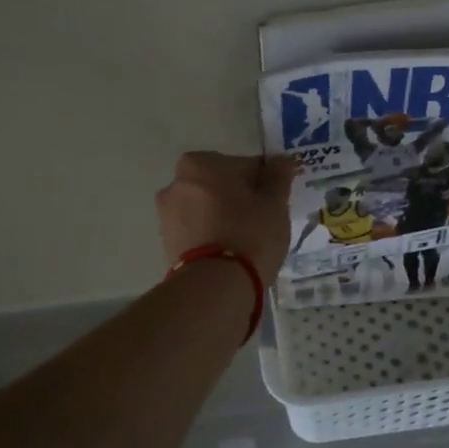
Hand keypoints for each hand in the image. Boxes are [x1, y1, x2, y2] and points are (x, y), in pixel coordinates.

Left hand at [156, 152, 296, 283]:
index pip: (244, 165)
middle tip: (263, 221)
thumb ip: (278, 176)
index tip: (276, 201)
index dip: (264, 182)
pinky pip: (197, 231)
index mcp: (201, 163)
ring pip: (207, 208)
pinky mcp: (166, 243)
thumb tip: (282, 161)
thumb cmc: (249, 234)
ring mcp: (166, 214)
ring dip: (224, 217)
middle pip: (221, 186)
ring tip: (247, 242)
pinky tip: (229, 254)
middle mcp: (176, 182)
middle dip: (240, 198)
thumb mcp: (275, 202)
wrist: (215, 286)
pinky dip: (211, 236)